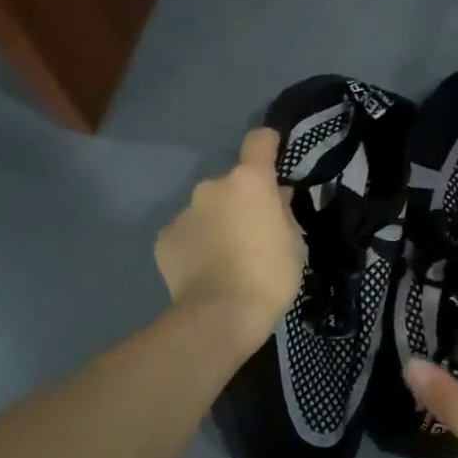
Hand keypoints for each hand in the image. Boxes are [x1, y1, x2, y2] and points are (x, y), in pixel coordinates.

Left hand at [155, 129, 303, 342]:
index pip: (258, 142)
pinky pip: (186, 233)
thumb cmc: (269, 276)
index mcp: (249, 182)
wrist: (220, 316)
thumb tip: (276, 196)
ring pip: (206, 209)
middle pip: (231, 184)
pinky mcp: (164, 238)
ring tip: (226, 257)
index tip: (274, 154)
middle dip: (241, 201)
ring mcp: (184, 212)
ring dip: (217, 222)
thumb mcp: (293, 243)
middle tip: (252, 232)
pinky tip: (204, 270)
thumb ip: (283, 212)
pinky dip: (196, 244)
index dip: (268, 144)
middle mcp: (212, 187)